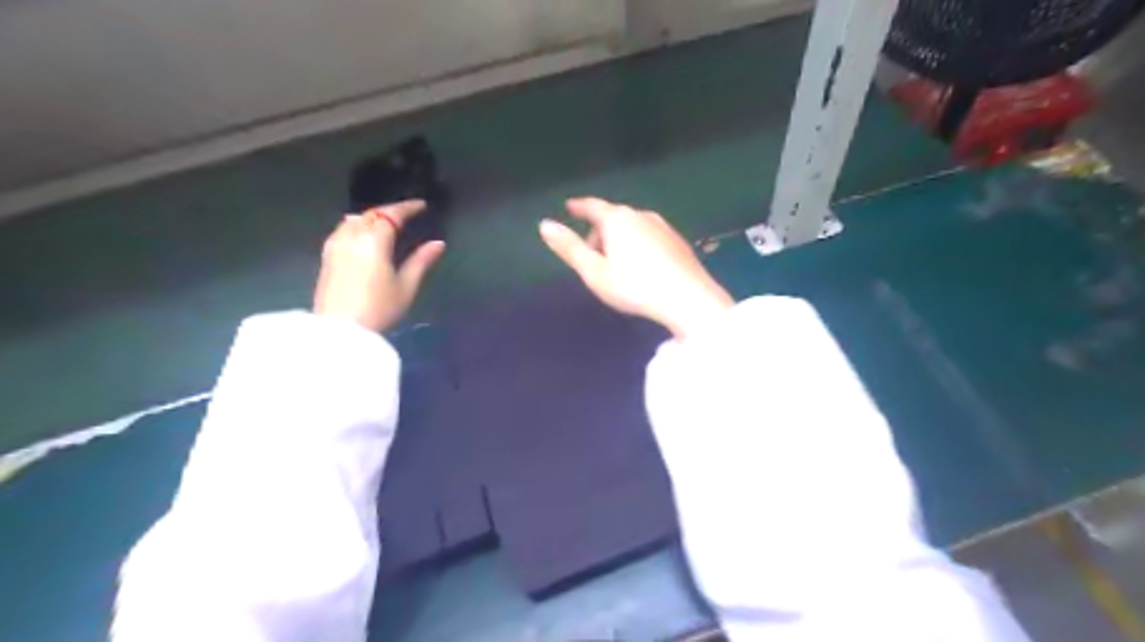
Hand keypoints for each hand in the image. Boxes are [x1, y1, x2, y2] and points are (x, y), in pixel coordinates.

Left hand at [314, 199, 444, 330]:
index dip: (407, 208)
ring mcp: (335, 246)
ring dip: (371, 217)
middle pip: (370, 214)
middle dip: (389, 211)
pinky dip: (357, 226)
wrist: (341, 331)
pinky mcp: (326, 257)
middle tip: (406, 214)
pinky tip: (362, 236)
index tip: (422, 206)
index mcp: (373, 241)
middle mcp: (351, 237)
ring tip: (385, 224)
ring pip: (353, 220)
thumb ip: (421, 261)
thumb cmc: (378, 309)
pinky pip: (343, 230)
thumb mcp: (406, 287)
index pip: (390, 215)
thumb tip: (438, 244)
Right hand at [540, 197, 732, 340]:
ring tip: (617, 265)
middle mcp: (640, 215)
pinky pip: (649, 236)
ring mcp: (663, 226)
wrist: (688, 299)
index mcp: (617, 219)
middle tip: (592, 256)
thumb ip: (569, 247)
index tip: (570, 207)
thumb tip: (544, 224)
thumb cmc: (634, 286)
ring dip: (619, 239)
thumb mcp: (594, 272)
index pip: (592, 206)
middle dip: (599, 231)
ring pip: (632, 226)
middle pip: (612, 217)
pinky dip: (638, 244)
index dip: (579, 207)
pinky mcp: (678, 241)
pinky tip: (642, 268)